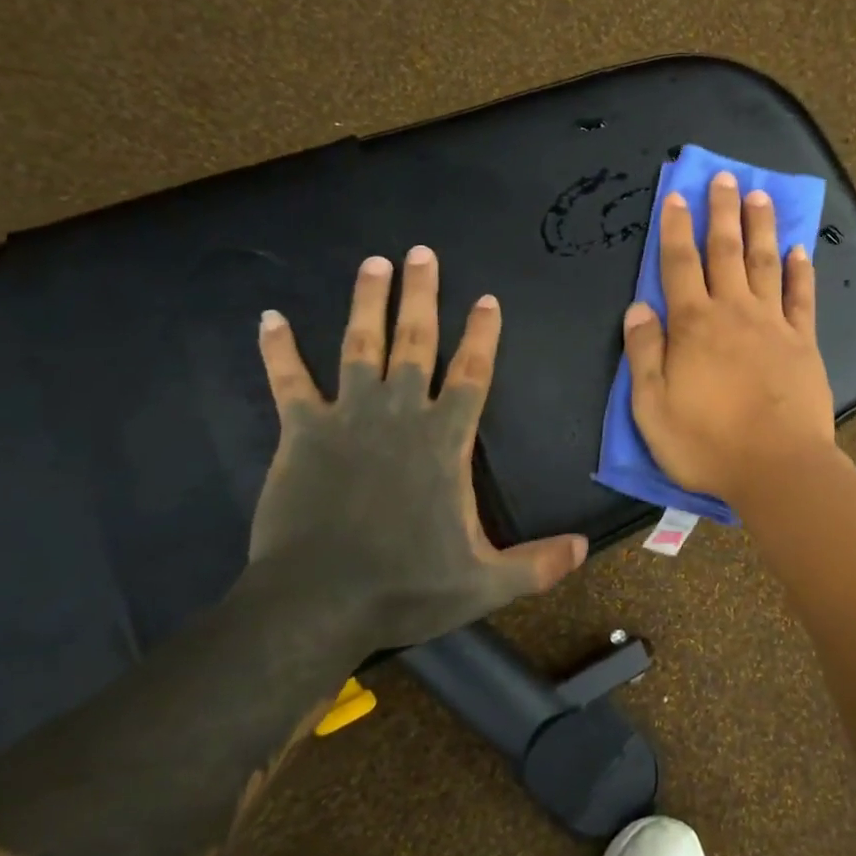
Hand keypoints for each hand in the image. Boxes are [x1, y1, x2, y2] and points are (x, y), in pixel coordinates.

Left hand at [250, 246, 586, 647]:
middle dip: (421, 295)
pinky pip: (288, 380)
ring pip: (359, 346)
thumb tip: (586, 550)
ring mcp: (347, 417)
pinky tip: (269, 317)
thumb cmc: (405, 585)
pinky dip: (278, 348)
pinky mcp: (301, 431)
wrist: (317, 603)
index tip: (486, 299)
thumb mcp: (485, 583)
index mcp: (445, 439)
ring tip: (374, 263)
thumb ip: (538, 564)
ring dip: (367, 303)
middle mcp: (399, 414)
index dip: (482, 334)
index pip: (472, 373)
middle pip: (415, 341)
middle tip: (422, 252)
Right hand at [622, 172, 838, 506]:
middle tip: (724, 177)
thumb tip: (637, 307)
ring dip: (761, 227)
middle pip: (726, 251)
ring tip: (759, 195)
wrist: (778, 468)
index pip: (679, 265)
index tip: (676, 196)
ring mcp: (773, 325)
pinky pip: (802, 298)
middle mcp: (734, 312)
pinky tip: (800, 250)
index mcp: (693, 325)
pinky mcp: (803, 343)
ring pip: (765, 263)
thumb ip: (643, 353)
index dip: (675, 228)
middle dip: (721, 212)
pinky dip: (800, 272)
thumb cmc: (707, 443)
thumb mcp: (652, 406)